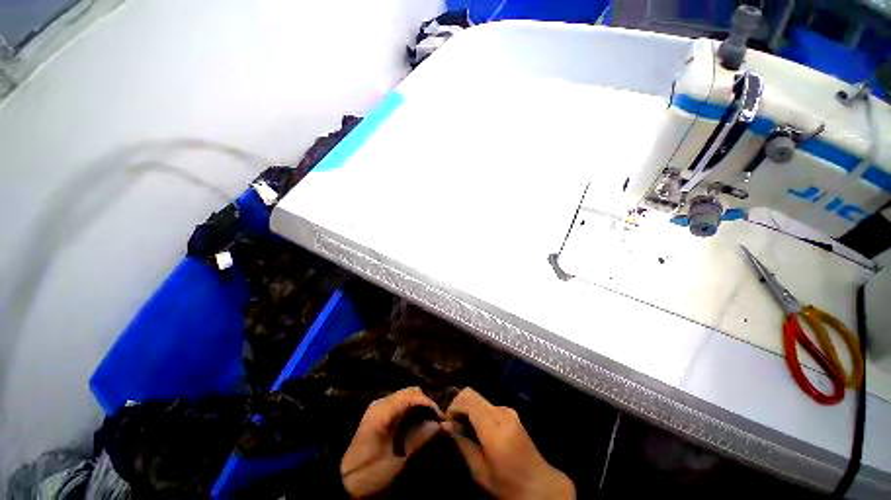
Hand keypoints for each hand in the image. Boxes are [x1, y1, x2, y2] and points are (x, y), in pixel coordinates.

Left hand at [340, 387, 441, 497]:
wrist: (342, 482)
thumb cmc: (369, 473)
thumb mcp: (396, 460)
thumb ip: (418, 438)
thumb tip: (438, 424)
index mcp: (382, 412)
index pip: (410, 396)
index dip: (428, 402)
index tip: (440, 416)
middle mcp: (381, 403)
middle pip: (409, 391)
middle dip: (425, 402)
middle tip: (436, 420)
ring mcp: (379, 407)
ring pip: (406, 395)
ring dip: (419, 405)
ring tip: (429, 421)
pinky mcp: (379, 413)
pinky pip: (400, 403)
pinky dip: (412, 408)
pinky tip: (417, 421)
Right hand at [443, 388, 574, 499]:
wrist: (539, 485)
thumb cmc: (508, 484)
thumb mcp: (480, 472)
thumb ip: (462, 444)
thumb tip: (445, 425)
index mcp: (495, 429)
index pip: (468, 400)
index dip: (453, 405)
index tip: (446, 421)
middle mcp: (502, 412)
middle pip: (472, 394)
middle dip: (458, 404)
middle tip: (452, 423)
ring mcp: (508, 410)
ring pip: (479, 398)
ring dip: (468, 408)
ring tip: (463, 427)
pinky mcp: (511, 412)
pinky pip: (487, 404)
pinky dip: (477, 411)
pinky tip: (476, 428)